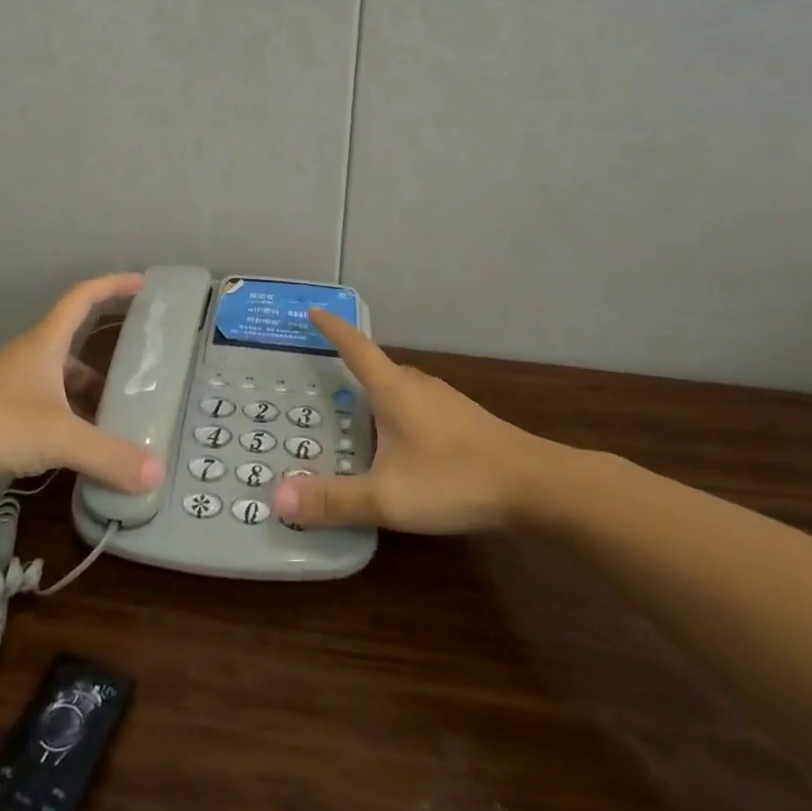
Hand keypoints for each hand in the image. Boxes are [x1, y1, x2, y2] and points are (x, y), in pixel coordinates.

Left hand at [0, 273, 165, 498]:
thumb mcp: (57, 436)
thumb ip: (107, 454)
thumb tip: (156, 474)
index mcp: (46, 344)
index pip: (84, 298)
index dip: (113, 286)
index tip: (142, 284)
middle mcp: (32, 360)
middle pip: (77, 351)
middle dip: (109, 365)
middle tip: (142, 381)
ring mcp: (14, 391)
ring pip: (62, 388)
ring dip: (89, 402)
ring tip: (122, 425)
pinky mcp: (1, 422)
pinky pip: (47, 417)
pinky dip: (69, 429)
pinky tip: (84, 455)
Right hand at [272, 309, 555, 533]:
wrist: (534, 486)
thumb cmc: (454, 480)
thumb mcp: (387, 497)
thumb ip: (333, 499)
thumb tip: (277, 497)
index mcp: (393, 389)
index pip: (355, 347)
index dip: (332, 329)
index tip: (313, 311)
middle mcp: (417, 385)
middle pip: (376, 368)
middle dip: (349, 368)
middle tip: (321, 381)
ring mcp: (445, 401)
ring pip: (400, 389)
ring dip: (375, 395)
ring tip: (354, 414)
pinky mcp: (464, 421)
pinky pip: (418, 406)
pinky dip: (398, 415)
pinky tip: (400, 445)